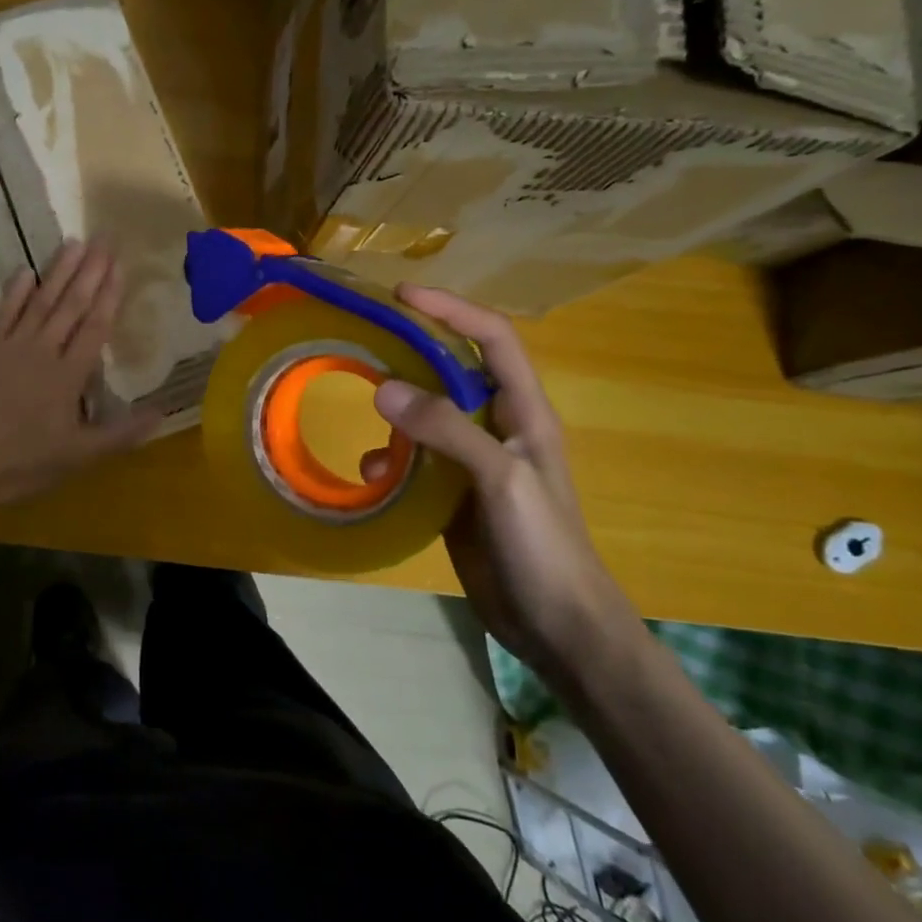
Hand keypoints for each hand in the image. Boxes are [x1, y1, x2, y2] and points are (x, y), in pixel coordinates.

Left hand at [0, 239, 160, 521]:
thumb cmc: (21, 463)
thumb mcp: (79, 457)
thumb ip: (122, 434)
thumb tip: (162, 413)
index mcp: (69, 376)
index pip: (95, 327)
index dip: (109, 295)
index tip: (120, 265)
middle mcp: (42, 351)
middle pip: (71, 305)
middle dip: (91, 271)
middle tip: (105, 238)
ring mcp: (9, 346)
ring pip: (40, 301)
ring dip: (59, 271)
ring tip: (75, 242)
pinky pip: (2, 312)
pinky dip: (15, 291)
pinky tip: (27, 270)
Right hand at [362, 286, 643, 688]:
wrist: (558, 626)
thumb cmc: (544, 547)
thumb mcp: (500, 479)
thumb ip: (447, 429)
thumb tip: (383, 386)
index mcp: (525, 412)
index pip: (492, 338)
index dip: (452, 309)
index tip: (402, 295)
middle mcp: (500, 427)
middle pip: (456, 370)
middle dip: (415, 351)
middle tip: (366, 340)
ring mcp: (476, 462)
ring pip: (430, 414)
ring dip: (398, 409)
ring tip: (363, 407)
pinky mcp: (455, 494)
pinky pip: (417, 459)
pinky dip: (391, 458)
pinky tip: (371, 472)